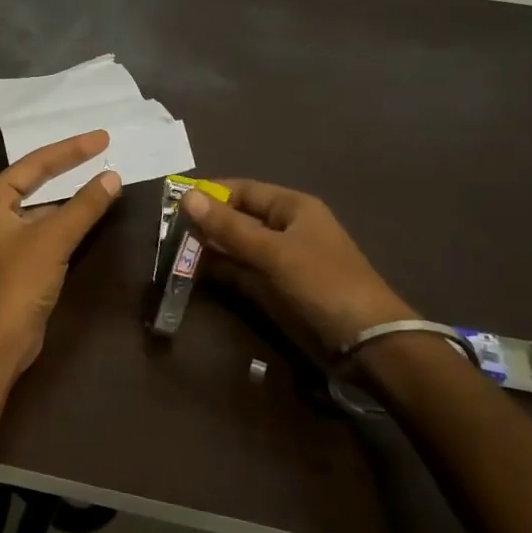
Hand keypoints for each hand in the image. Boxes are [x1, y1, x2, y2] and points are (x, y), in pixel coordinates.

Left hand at [0, 131, 122, 385]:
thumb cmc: (16, 284)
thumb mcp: (53, 240)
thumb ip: (84, 206)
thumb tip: (112, 177)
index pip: (34, 164)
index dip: (70, 149)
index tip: (102, 138)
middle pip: (35, 182)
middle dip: (68, 166)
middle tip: (102, 150)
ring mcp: (3, 240)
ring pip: (41, 208)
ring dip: (69, 196)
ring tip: (101, 179)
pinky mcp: (16, 263)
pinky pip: (44, 230)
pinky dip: (66, 221)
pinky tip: (88, 216)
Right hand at [181, 180, 414, 354]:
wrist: (366, 342)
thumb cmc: (323, 282)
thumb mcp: (273, 252)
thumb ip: (229, 227)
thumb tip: (186, 197)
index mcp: (292, 207)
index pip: (242, 190)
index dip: (210, 194)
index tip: (173, 203)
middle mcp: (284, 229)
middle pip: (236, 218)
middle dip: (205, 223)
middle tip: (166, 232)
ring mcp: (279, 261)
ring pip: (235, 247)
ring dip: (208, 249)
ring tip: (171, 252)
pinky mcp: (274, 289)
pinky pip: (240, 272)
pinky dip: (219, 271)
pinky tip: (193, 273)